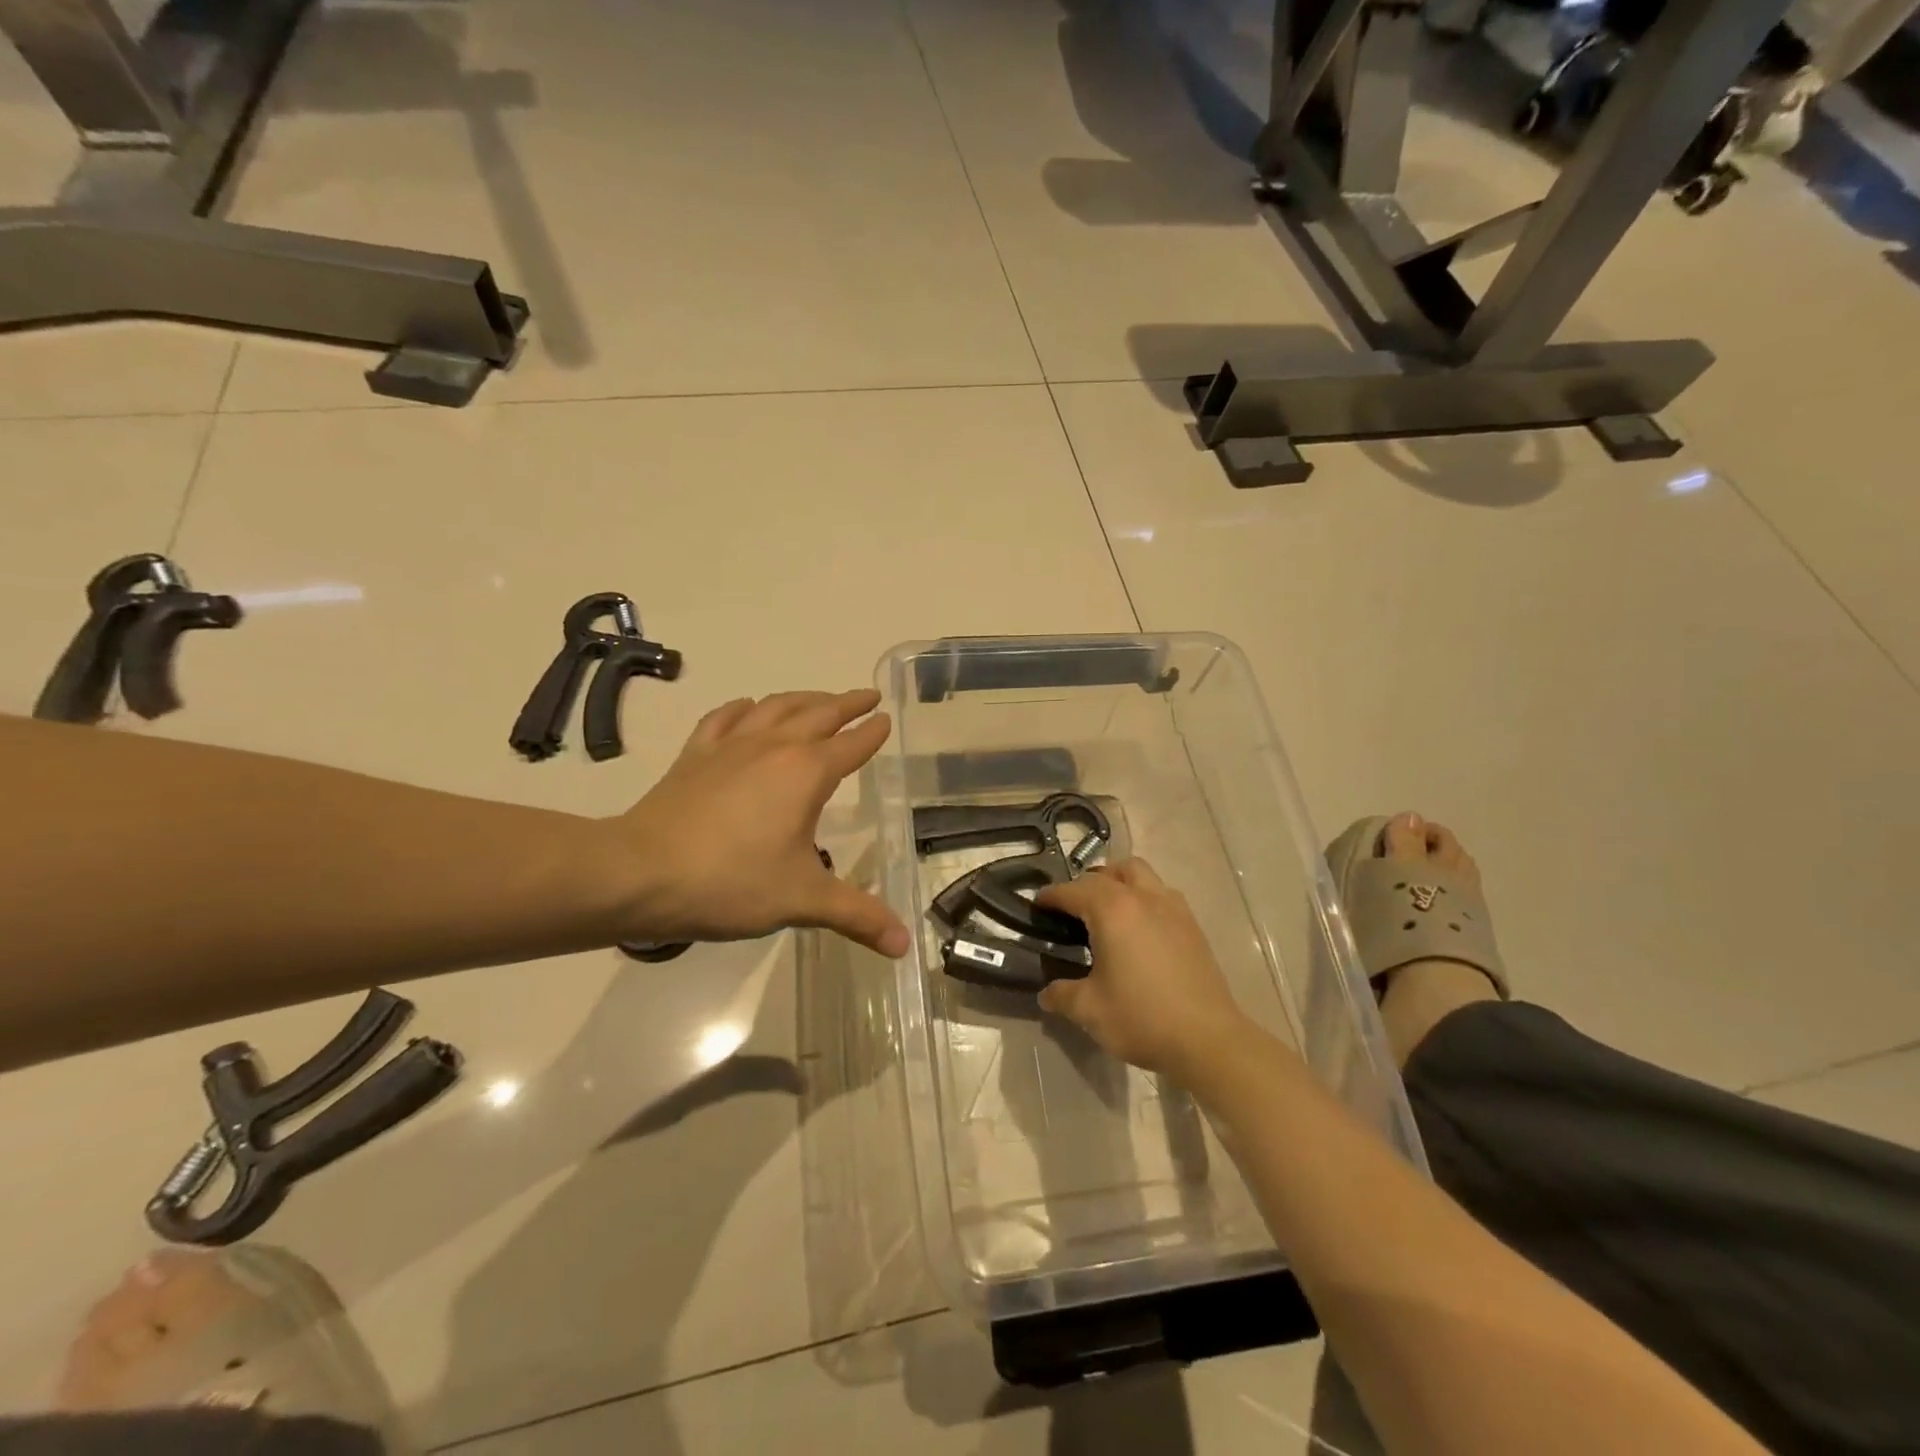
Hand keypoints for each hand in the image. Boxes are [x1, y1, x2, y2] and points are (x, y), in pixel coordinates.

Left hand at [614, 689, 909, 956]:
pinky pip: (724, 719)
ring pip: (775, 707)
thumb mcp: (802, 901)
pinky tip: (748, 707)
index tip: (886, 719)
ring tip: (818, 699)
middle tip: (866, 695)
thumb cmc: (730, 883)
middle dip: (847, 703)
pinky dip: (743, 708)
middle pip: (819, 713)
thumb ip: (857, 916)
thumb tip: (905, 944)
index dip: (872, 733)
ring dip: (803, 698)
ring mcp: (730, 746)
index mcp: (806, 773)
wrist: (639, 873)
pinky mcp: (695, 755)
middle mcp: (774, 747)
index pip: (851, 745)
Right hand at [1035, 859, 1251, 1076]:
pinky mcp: (1192, 925)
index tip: (1037, 905)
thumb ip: (1062, 995)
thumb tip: (1047, 993)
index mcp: (1112, 910)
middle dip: (1086, 884)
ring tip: (1107, 912)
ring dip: (1118, 882)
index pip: (1073, 891)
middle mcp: (1143, 897)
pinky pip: (1161, 894)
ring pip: (1140, 875)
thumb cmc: (1142, 1017)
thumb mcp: (1090, 1010)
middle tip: (1072, 910)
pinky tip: (1139, 930)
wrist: (1208, 1039)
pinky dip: (1143, 899)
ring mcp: (1172, 908)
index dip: (1051, 896)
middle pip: (1108, 872)